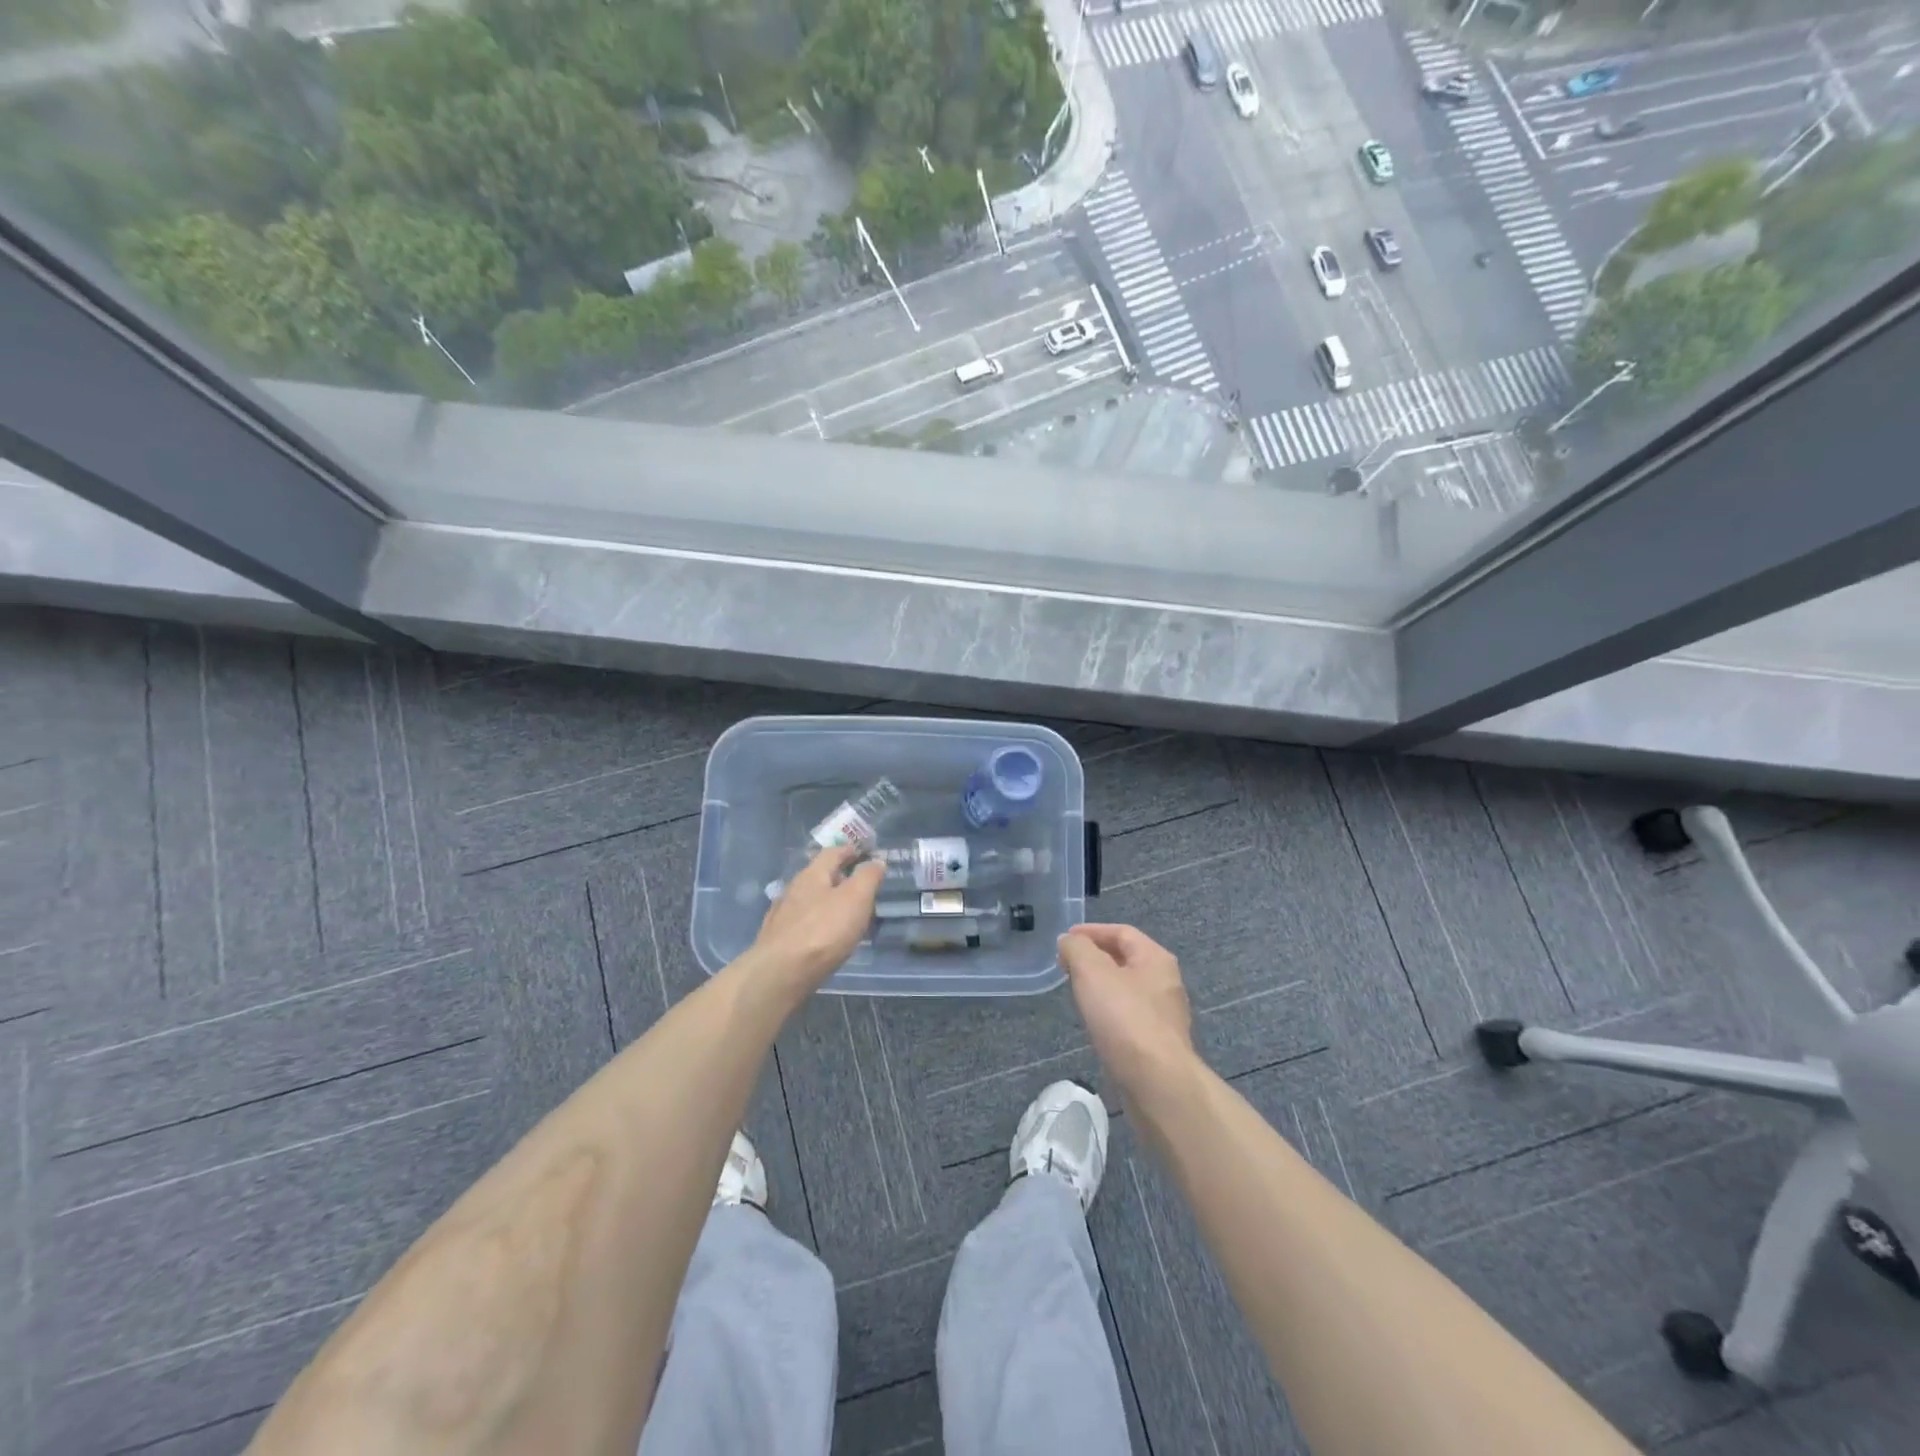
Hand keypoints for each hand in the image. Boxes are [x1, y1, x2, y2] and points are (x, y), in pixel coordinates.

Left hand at [750, 845, 884, 992]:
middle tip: (861, 887)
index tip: (865, 852)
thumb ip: (868, 877)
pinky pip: (804, 925)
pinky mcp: (778, 941)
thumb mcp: (856, 898)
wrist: (780, 974)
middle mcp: (793, 890)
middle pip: (819, 876)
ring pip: (811, 901)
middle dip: (840, 878)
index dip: (850, 850)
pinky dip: (819, 925)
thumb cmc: (823, 931)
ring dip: (829, 903)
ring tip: (848, 916)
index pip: (832, 852)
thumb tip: (876, 861)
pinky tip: (826, 939)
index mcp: (812, 874)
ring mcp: (782, 916)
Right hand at [1058, 923, 1195, 1095]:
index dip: (1091, 931)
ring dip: (1102, 985)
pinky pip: (1129, 1016)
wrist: (1157, 1082)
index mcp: (1155, 958)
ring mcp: (1164, 1015)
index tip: (1064, 939)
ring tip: (1076, 991)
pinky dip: (1109, 1010)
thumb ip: (1077, 949)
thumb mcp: (1092, 972)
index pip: (1122, 932)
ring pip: (1127, 989)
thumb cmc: (1125, 1018)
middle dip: (1095, 957)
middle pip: (1126, 959)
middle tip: (1067, 964)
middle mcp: (1165, 982)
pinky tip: (1095, 1022)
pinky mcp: (1158, 1044)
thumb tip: (1068, 941)